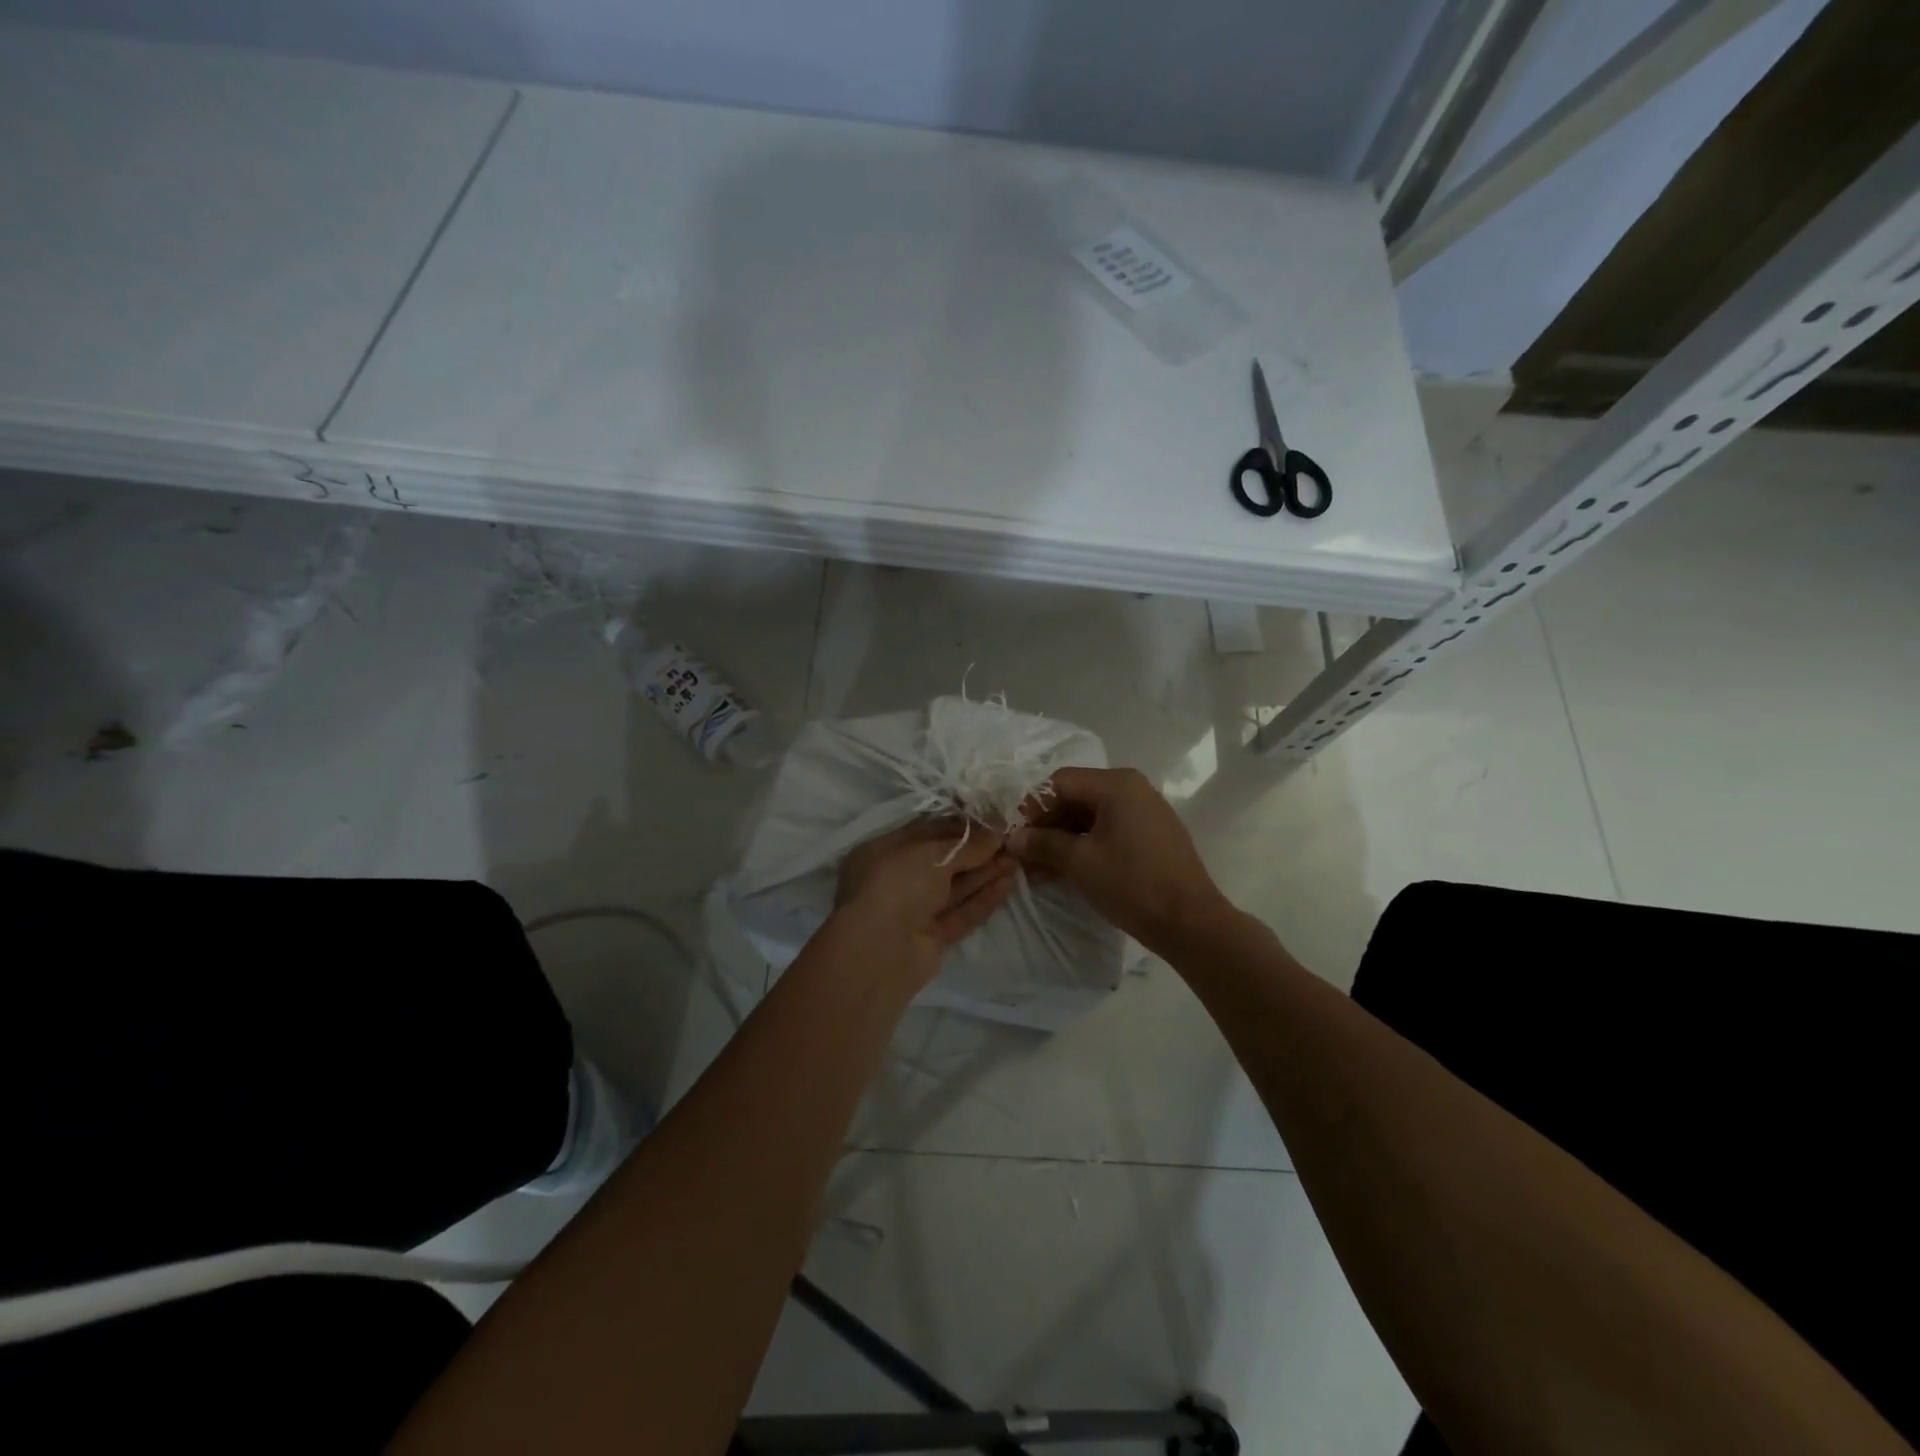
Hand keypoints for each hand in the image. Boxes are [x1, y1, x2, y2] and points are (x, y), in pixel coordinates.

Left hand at [833, 818, 1018, 984]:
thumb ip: (967, 845)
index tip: (993, 820)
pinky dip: (983, 899)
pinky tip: (1009, 883)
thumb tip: (997, 835)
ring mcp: (913, 911)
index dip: (961, 826)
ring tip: (1018, 859)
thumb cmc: (897, 884)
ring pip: (954, 888)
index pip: (927, 832)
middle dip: (977, 851)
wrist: (878, 952)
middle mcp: (897, 879)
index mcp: (885, 851)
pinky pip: (960, 914)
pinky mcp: (930, 939)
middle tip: (1012, 840)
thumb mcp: (932, 853)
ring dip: (985, 873)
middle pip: (943, 861)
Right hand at [1008, 767, 1229, 954]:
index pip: (1060, 782)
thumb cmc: (1132, 883)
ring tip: (1039, 870)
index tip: (1014, 835)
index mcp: (1117, 784)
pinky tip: (1065, 870)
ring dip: (1063, 840)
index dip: (1032, 807)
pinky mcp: (1152, 836)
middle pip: (1076, 797)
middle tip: (1023, 855)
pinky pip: (1109, 831)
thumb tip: (1013, 838)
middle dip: (1047, 826)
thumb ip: (1043, 843)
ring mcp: (1146, 812)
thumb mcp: (1080, 862)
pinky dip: (1085, 846)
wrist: (1190, 922)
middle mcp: (1133, 789)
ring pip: (1091, 817)